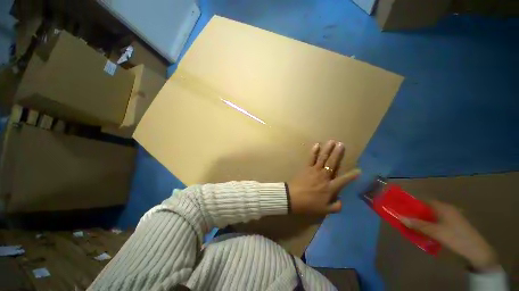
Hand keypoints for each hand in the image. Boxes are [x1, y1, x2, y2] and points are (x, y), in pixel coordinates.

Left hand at [287, 140, 360, 214]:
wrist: (292, 198)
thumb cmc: (308, 205)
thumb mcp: (324, 210)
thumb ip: (336, 207)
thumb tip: (342, 201)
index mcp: (330, 187)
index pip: (344, 180)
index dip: (352, 176)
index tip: (359, 170)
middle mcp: (324, 176)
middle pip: (332, 163)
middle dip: (338, 153)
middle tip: (342, 144)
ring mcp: (314, 170)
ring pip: (323, 158)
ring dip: (328, 149)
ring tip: (332, 141)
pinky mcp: (306, 168)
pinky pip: (311, 158)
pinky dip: (314, 151)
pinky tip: (317, 145)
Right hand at [402, 201, 497, 271]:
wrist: (477, 251)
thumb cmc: (456, 237)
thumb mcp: (435, 232)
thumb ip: (418, 225)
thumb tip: (399, 217)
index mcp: (443, 207)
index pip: (424, 200)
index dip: (412, 203)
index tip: (402, 208)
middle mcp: (448, 209)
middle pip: (428, 208)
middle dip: (416, 213)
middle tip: (406, 219)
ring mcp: (453, 217)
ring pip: (433, 216)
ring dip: (423, 220)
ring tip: (415, 226)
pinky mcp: (455, 225)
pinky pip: (438, 221)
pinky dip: (431, 224)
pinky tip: (428, 232)